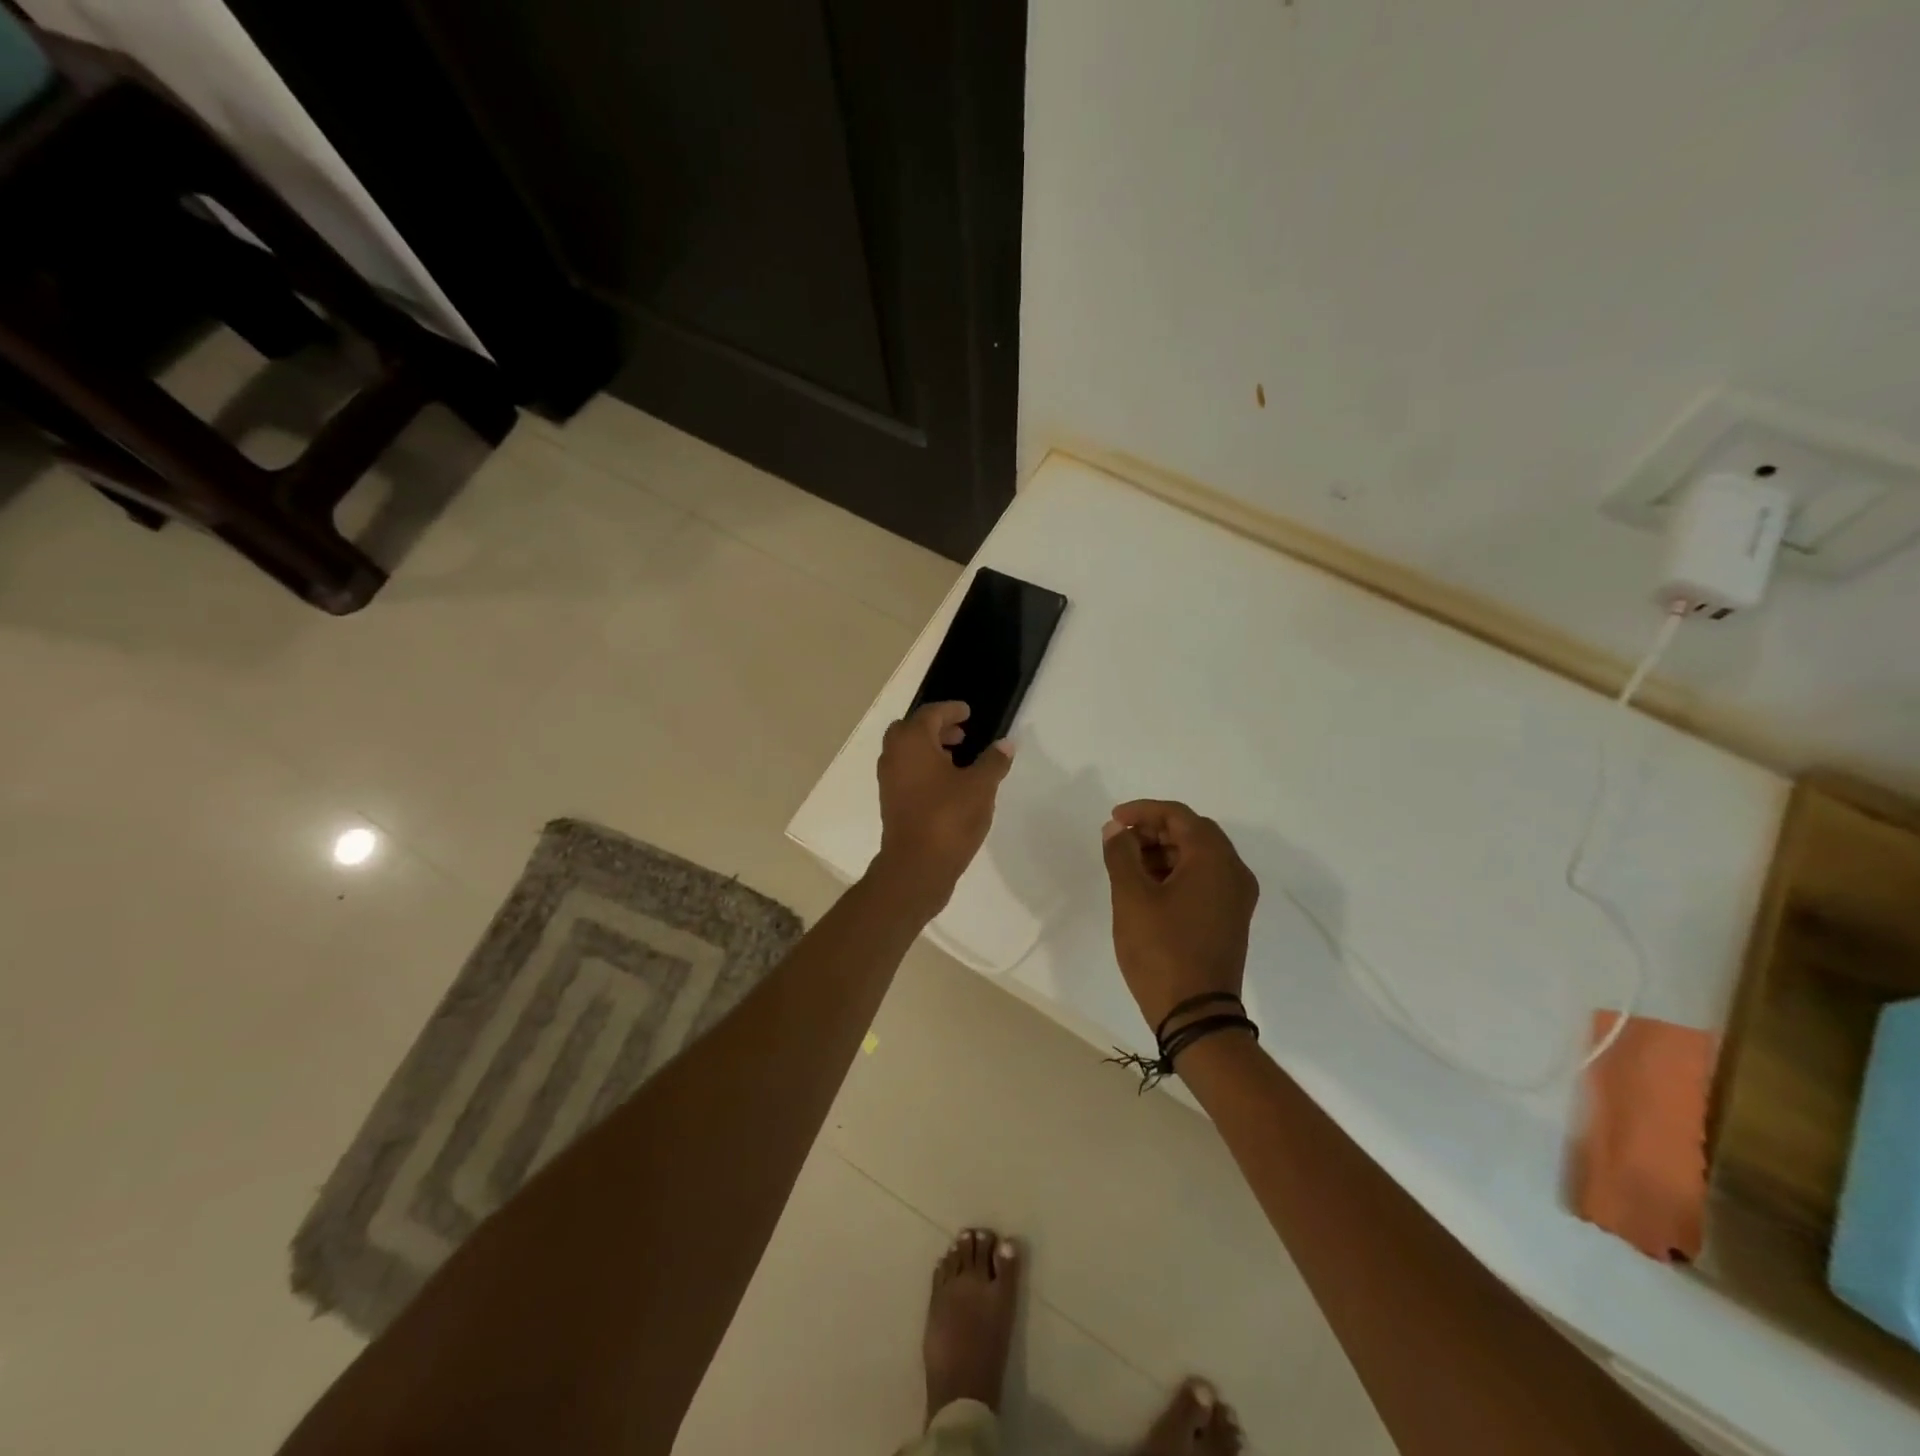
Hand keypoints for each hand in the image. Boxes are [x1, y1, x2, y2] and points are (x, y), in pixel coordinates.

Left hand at [872, 702, 1013, 914]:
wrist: (916, 866)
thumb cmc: (948, 817)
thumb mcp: (980, 786)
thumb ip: (993, 762)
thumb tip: (1005, 745)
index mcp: (912, 741)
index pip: (930, 714)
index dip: (950, 710)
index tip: (967, 712)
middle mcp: (894, 756)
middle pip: (912, 730)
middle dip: (936, 728)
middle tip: (961, 734)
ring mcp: (889, 781)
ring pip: (907, 753)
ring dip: (929, 749)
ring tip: (958, 758)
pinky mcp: (891, 803)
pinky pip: (907, 773)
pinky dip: (924, 769)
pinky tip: (948, 784)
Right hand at [1102, 800, 1258, 1032]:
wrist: (1196, 1014)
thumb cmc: (1161, 950)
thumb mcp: (1131, 897)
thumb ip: (1121, 854)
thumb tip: (1116, 830)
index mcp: (1214, 859)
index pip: (1178, 815)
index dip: (1143, 811)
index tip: (1113, 820)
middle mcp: (1234, 871)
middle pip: (1192, 832)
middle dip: (1154, 830)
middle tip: (1120, 841)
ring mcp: (1236, 896)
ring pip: (1199, 855)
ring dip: (1164, 851)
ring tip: (1128, 864)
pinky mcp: (1230, 917)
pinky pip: (1204, 878)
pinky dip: (1177, 872)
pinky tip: (1149, 887)